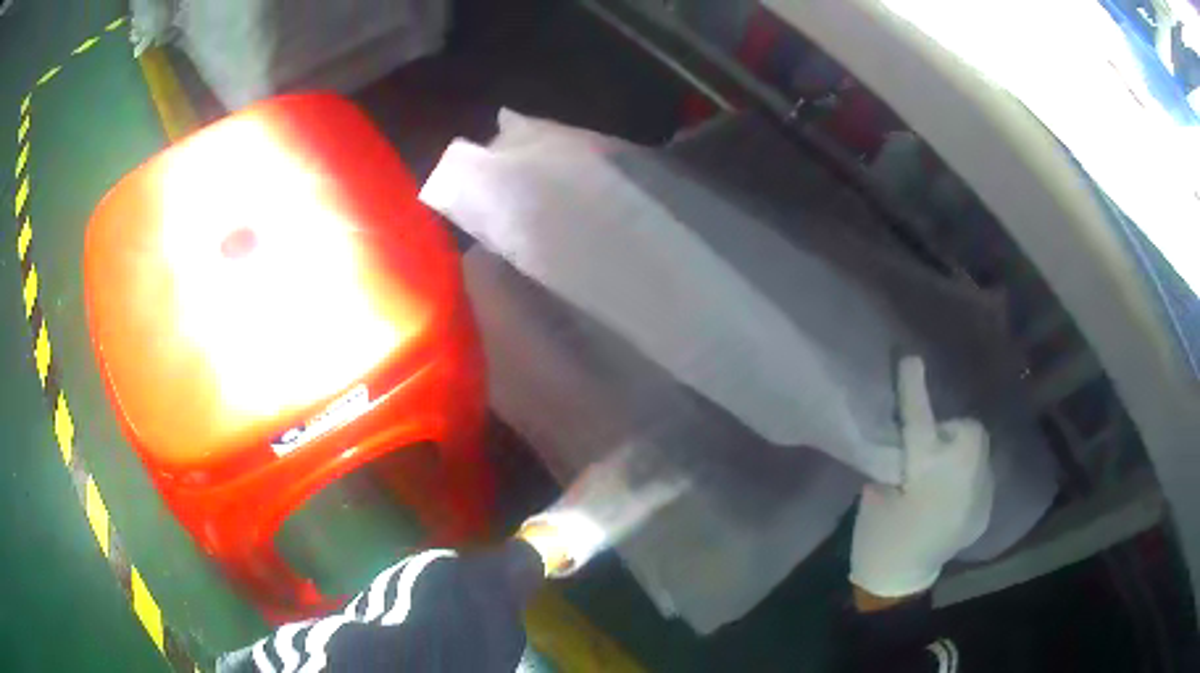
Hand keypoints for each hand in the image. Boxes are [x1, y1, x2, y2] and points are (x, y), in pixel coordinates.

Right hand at [850, 356, 994, 601]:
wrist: (901, 579)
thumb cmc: (879, 536)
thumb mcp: (875, 490)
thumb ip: (895, 457)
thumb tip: (907, 433)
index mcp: (924, 473)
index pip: (920, 419)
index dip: (914, 388)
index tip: (911, 358)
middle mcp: (961, 478)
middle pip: (968, 430)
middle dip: (952, 429)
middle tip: (931, 448)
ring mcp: (980, 494)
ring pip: (980, 449)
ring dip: (962, 450)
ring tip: (944, 472)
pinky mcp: (987, 507)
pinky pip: (982, 473)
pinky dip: (969, 475)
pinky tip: (953, 495)